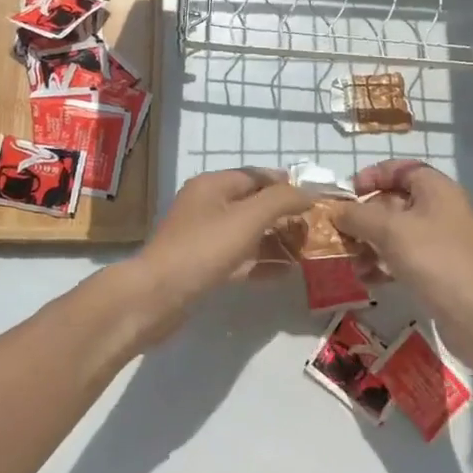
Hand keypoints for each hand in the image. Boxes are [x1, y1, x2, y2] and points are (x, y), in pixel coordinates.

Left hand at [113, 168, 314, 347]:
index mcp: (212, 185)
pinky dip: (261, 262)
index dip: (286, 184)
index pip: (257, 176)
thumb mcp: (247, 218)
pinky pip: (240, 258)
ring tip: (307, 251)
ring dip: (276, 240)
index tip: (316, 199)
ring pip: (248, 233)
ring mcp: (203, 237)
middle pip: (253, 204)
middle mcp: (207, 205)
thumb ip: (280, 201)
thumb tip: (309, 192)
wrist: (157, 296)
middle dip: (284, 215)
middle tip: (314, 229)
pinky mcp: (203, 266)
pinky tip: (285, 273)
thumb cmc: (203, 249)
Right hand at [328, 161, 472, 360]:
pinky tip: (366, 279)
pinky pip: (402, 258)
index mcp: (435, 188)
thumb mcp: (390, 231)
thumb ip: (357, 215)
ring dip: (368, 244)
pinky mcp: (437, 270)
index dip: (371, 176)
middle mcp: (438, 209)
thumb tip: (335, 210)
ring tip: (350, 262)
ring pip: (394, 233)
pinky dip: (382, 264)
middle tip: (339, 234)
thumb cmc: (436, 260)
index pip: (399, 169)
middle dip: (363, 217)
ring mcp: (439, 241)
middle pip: (392, 202)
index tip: (347, 194)